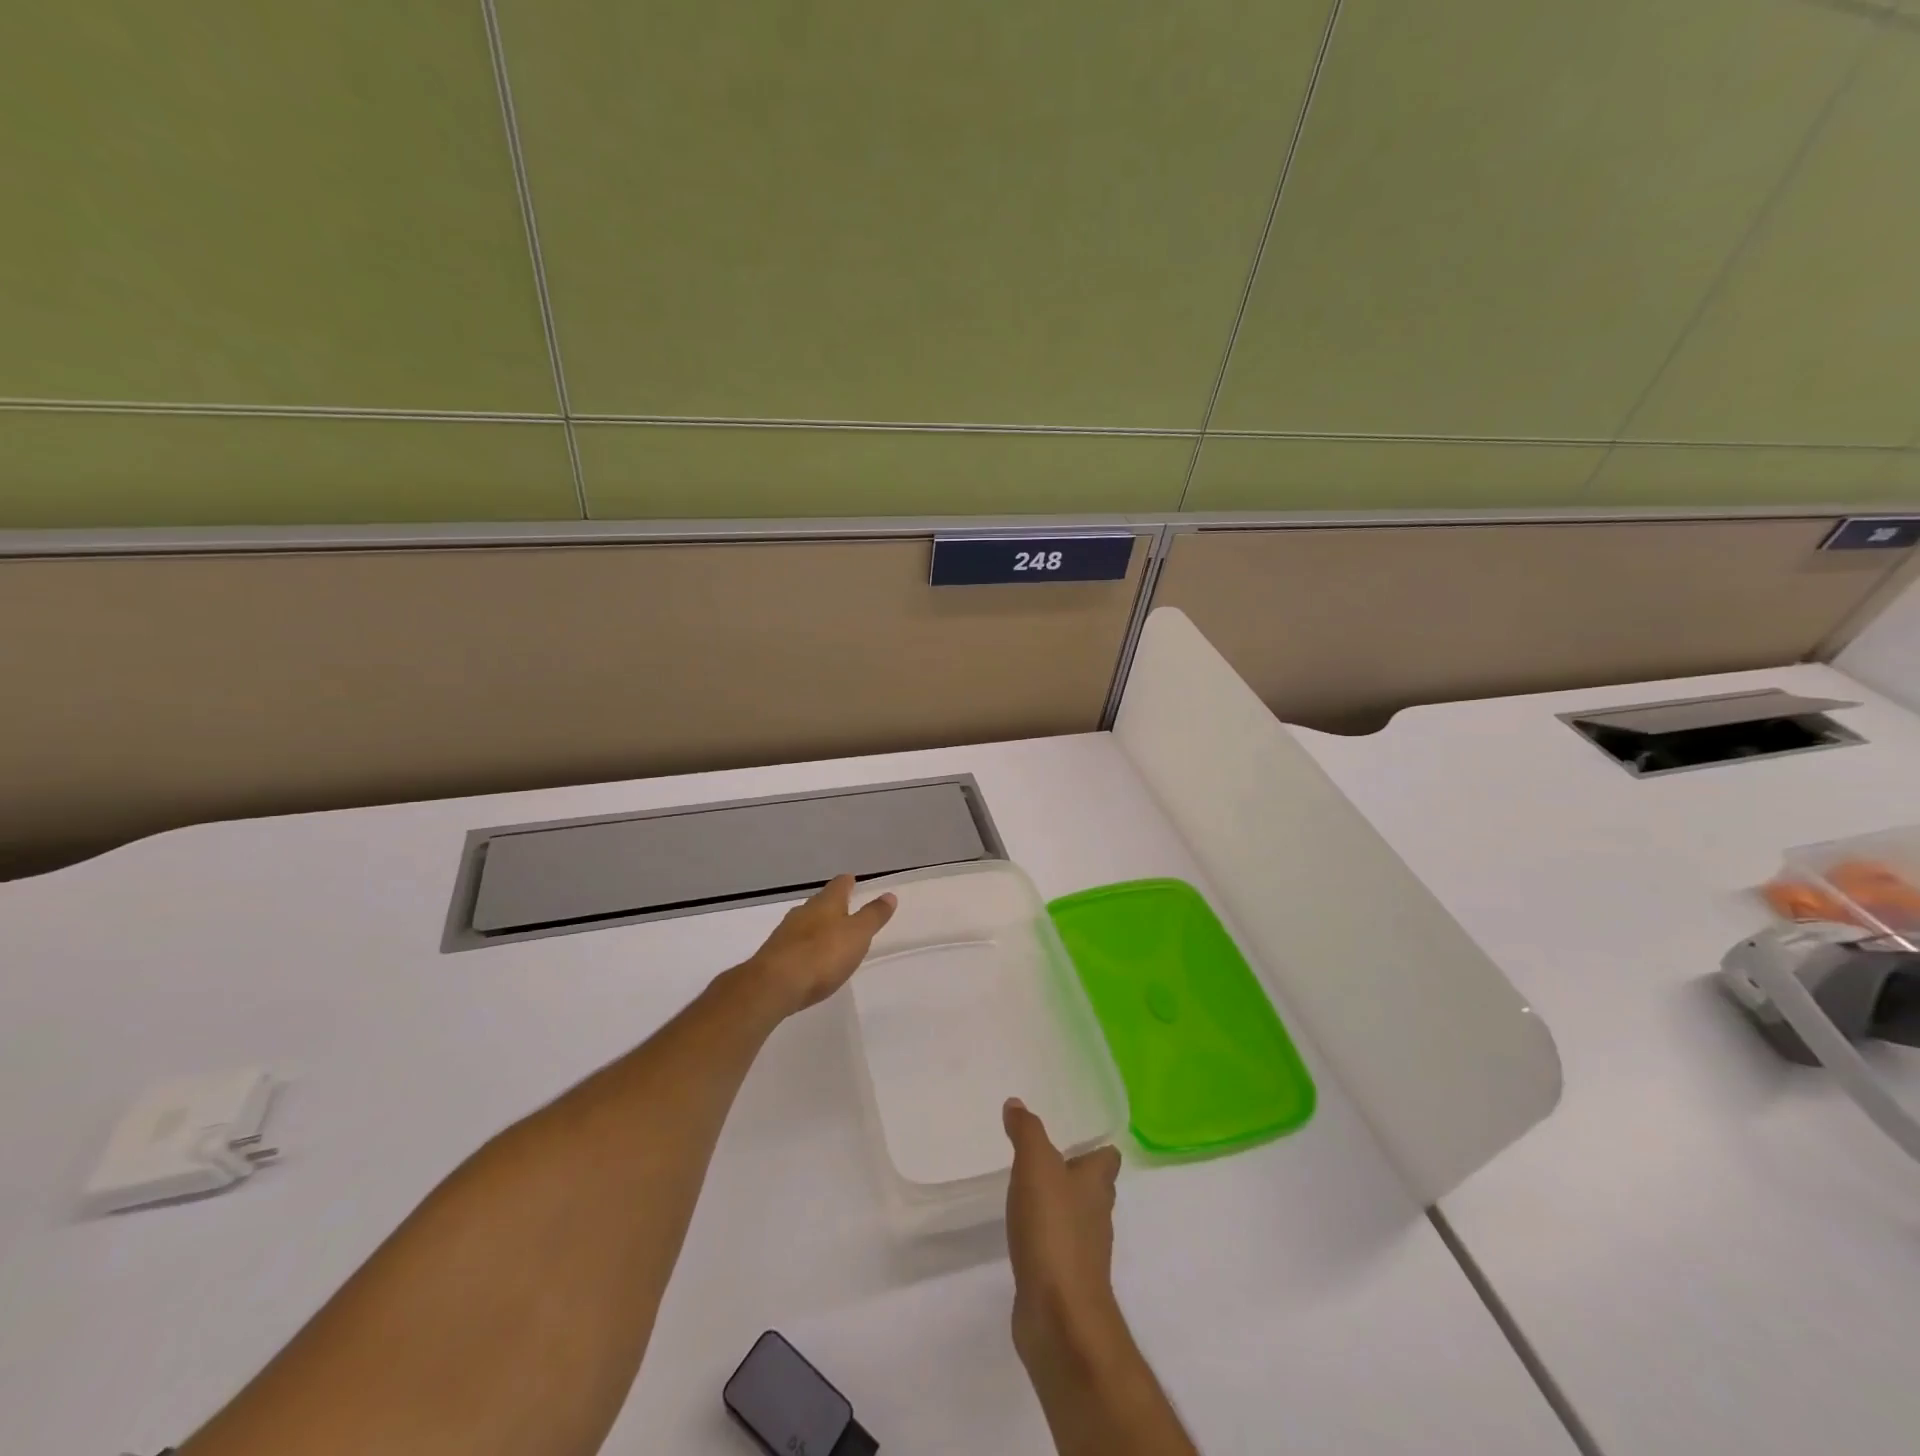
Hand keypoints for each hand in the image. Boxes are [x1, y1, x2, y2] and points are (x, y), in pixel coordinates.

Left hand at [744, 874, 895, 1018]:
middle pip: (821, 903)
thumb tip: (889, 895)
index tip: (853, 881)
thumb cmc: (822, 955)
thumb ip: (873, 916)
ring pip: (805, 923)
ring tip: (830, 936)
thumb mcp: (857, 935)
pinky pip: (795, 944)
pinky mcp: (774, 955)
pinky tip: (810, 960)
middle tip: (846, 910)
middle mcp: (803, 912)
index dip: (848, 882)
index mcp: (826, 903)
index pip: (839, 885)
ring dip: (818, 927)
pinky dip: (805, 947)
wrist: (774, 985)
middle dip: (833, 905)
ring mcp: (785, 933)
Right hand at [1003, 1098, 1123, 1372]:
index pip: (1107, 1157)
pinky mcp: (1065, 1280)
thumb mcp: (1035, 1165)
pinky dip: (1044, 1238)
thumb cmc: (1054, 1230)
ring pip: (1076, 1218)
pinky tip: (1024, 1233)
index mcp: (1096, 1184)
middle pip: (1093, 1187)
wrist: (1059, 1316)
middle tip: (1045, 1156)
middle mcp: (1097, 1215)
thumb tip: (1016, 1104)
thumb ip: (1027, 1131)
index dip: (1096, 1145)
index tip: (1074, 1133)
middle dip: (1074, 1173)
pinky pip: (1057, 1248)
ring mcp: (1083, 1251)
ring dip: (1058, 1206)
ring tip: (1030, 1189)